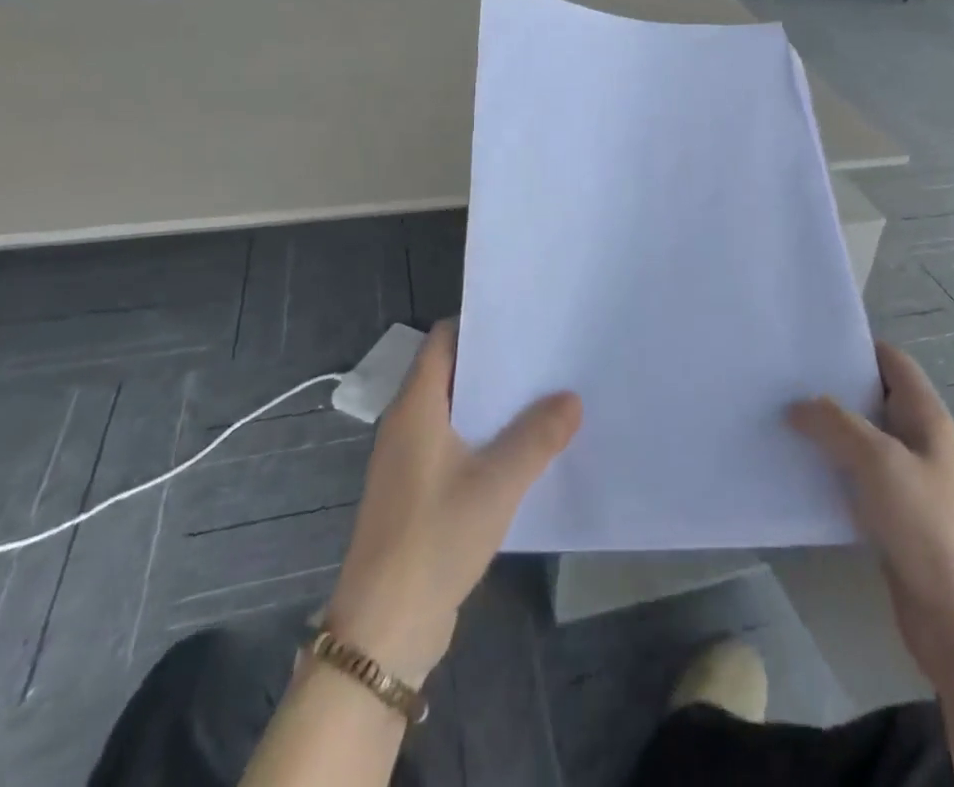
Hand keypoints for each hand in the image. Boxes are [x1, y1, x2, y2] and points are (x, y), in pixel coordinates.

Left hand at [324, 320, 581, 682]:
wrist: (383, 632)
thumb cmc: (433, 539)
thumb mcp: (496, 484)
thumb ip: (537, 437)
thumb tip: (571, 398)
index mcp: (416, 407)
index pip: (443, 340)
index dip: (480, 325)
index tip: (524, 321)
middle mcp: (408, 424)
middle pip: (453, 374)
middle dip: (498, 366)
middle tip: (547, 356)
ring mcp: (410, 461)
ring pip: (458, 413)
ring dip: (496, 406)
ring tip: (546, 396)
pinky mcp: (419, 494)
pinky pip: (457, 447)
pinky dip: (487, 440)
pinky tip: (525, 451)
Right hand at [789, 341, 953, 682]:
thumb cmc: (931, 529)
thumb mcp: (880, 462)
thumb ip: (836, 424)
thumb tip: (797, 405)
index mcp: (926, 418)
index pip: (892, 362)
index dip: (857, 346)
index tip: (809, 341)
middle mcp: (918, 443)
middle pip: (872, 400)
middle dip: (830, 389)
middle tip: (780, 379)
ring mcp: (907, 484)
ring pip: (860, 443)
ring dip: (825, 433)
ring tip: (777, 420)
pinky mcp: (893, 521)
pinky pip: (855, 483)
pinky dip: (828, 473)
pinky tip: (795, 473)